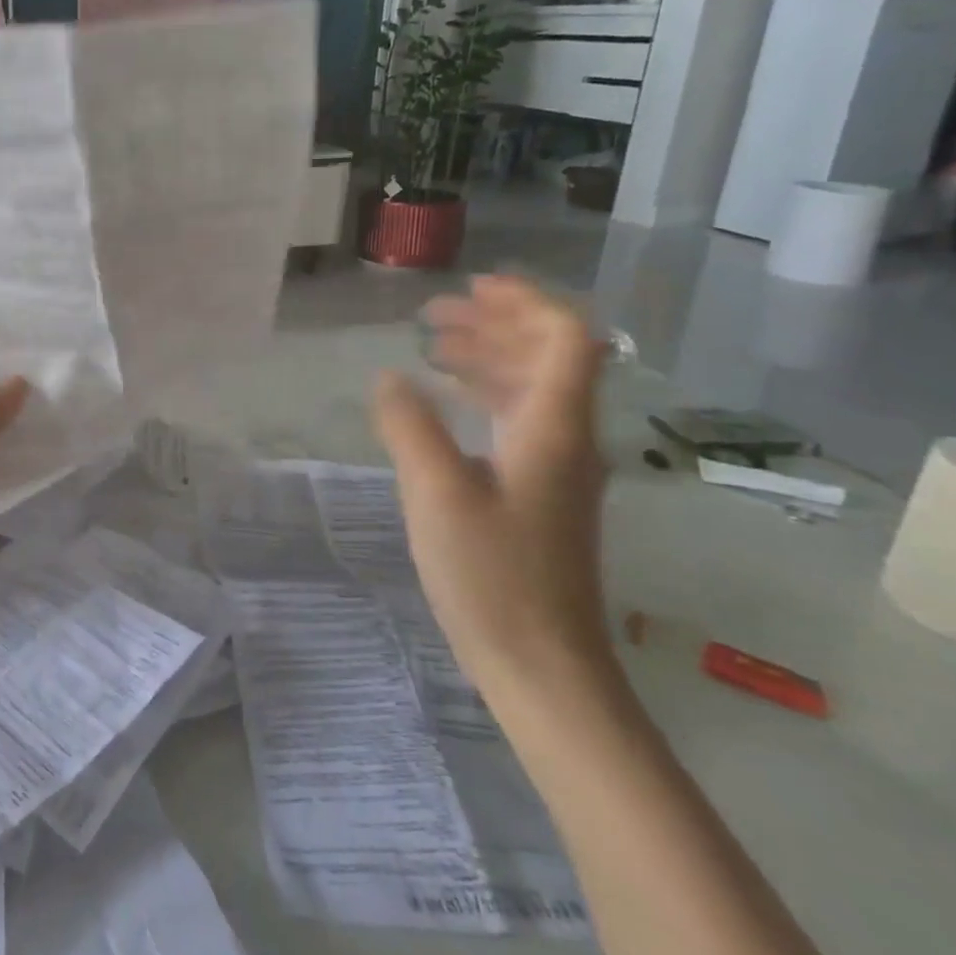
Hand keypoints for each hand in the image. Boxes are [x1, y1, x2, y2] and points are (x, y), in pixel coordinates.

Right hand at [372, 276, 611, 693]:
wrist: (544, 668)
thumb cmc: (493, 575)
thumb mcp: (436, 493)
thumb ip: (409, 426)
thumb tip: (389, 377)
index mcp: (552, 428)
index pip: (565, 339)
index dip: (524, 302)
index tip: (470, 287)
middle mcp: (565, 439)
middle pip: (549, 357)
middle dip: (495, 324)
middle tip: (433, 316)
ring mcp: (556, 469)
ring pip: (532, 389)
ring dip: (488, 358)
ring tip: (432, 349)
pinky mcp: (539, 495)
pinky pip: (518, 421)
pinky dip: (483, 396)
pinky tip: (444, 405)